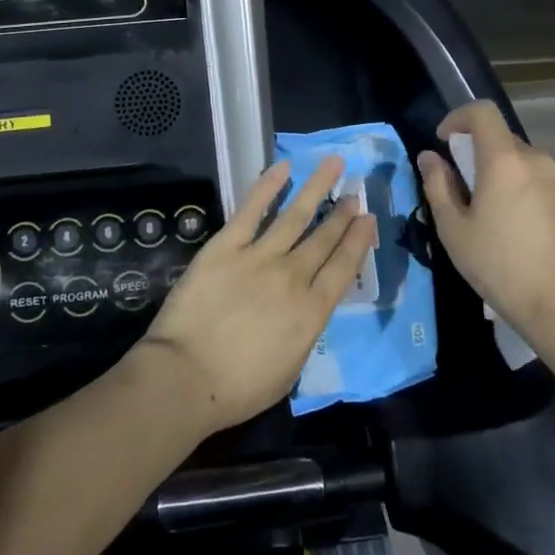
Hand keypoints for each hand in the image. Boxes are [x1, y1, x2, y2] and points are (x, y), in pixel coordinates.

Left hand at [137, 157, 374, 435]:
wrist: (186, 376)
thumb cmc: (238, 388)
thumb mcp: (289, 370)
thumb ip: (303, 333)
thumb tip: (306, 310)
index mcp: (311, 312)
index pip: (343, 269)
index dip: (358, 241)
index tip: (369, 219)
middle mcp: (292, 277)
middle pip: (323, 239)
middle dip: (342, 213)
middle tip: (355, 192)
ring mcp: (259, 257)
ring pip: (295, 215)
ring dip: (316, 188)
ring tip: (333, 165)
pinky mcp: (226, 246)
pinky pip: (252, 210)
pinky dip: (268, 186)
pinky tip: (283, 167)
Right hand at [416, 101, 554, 353]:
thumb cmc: (500, 264)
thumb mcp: (454, 228)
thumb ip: (438, 185)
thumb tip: (429, 157)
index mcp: (504, 160)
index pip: (482, 112)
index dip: (457, 117)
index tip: (442, 140)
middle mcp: (534, 159)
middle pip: (499, 136)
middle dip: (473, 149)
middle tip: (456, 185)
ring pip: (516, 158)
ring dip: (494, 169)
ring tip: (481, 209)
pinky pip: (532, 177)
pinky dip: (513, 185)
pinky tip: (507, 223)